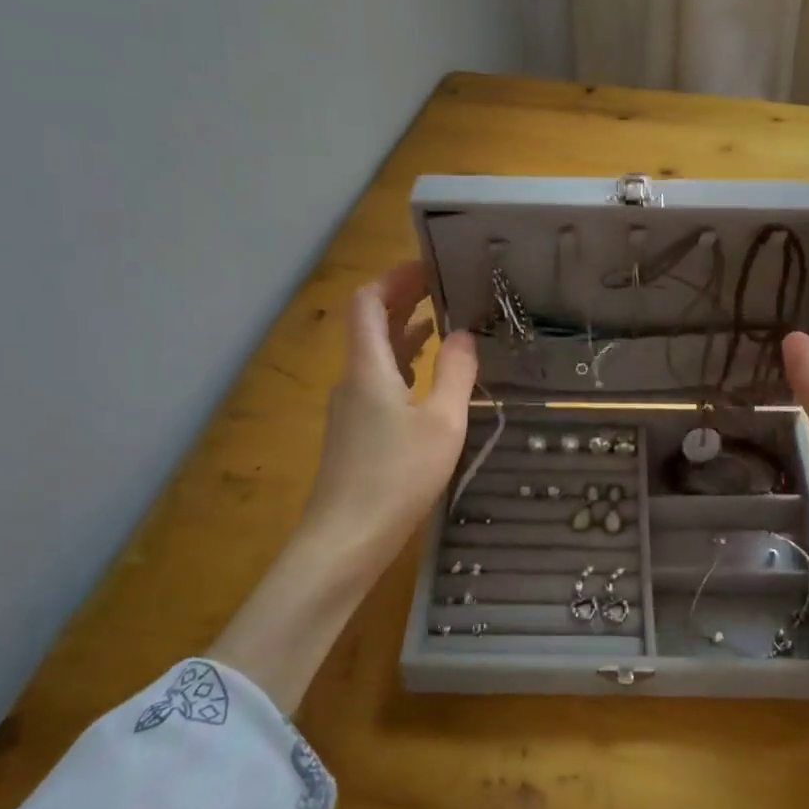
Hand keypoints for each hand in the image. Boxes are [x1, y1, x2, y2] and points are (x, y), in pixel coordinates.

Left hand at [295, 260, 478, 579]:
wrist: (344, 542)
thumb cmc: (396, 478)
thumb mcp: (441, 423)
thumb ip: (455, 374)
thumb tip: (464, 334)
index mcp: (368, 367)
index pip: (368, 302)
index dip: (394, 278)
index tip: (430, 266)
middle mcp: (353, 379)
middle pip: (370, 324)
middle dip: (403, 299)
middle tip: (444, 285)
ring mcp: (350, 407)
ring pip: (375, 353)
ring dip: (404, 330)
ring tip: (444, 319)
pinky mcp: (355, 432)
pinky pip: (378, 379)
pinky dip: (402, 362)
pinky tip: (427, 373)